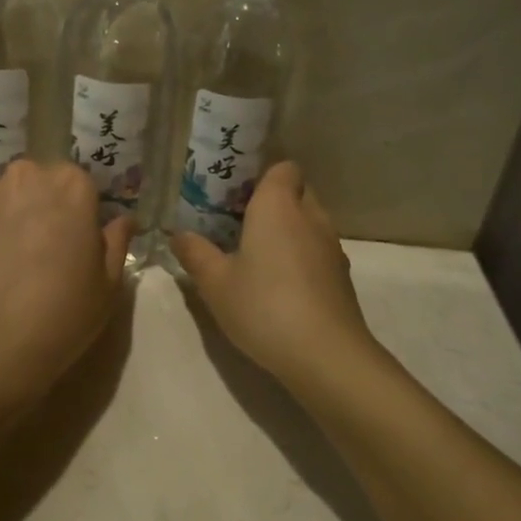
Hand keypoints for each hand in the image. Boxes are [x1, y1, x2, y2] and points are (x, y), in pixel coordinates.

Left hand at [0, 160, 134, 402]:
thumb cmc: (62, 312)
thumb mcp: (108, 284)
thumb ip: (116, 242)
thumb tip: (124, 220)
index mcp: (70, 186)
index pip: (81, 183)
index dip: (82, 210)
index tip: (80, 237)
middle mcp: (24, 178)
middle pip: (38, 182)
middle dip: (43, 204)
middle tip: (45, 246)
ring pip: (2, 196)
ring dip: (9, 214)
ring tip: (9, 257)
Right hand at [171, 162, 377, 386]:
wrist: (325, 354)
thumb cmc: (264, 306)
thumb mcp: (215, 283)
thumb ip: (195, 253)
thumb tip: (178, 234)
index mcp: (278, 205)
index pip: (284, 167)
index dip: (263, 176)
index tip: (236, 195)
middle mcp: (310, 216)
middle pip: (297, 192)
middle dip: (273, 202)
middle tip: (239, 225)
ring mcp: (332, 246)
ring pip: (310, 223)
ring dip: (289, 232)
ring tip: (258, 256)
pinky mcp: (342, 276)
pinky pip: (318, 250)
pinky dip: (302, 257)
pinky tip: (281, 285)